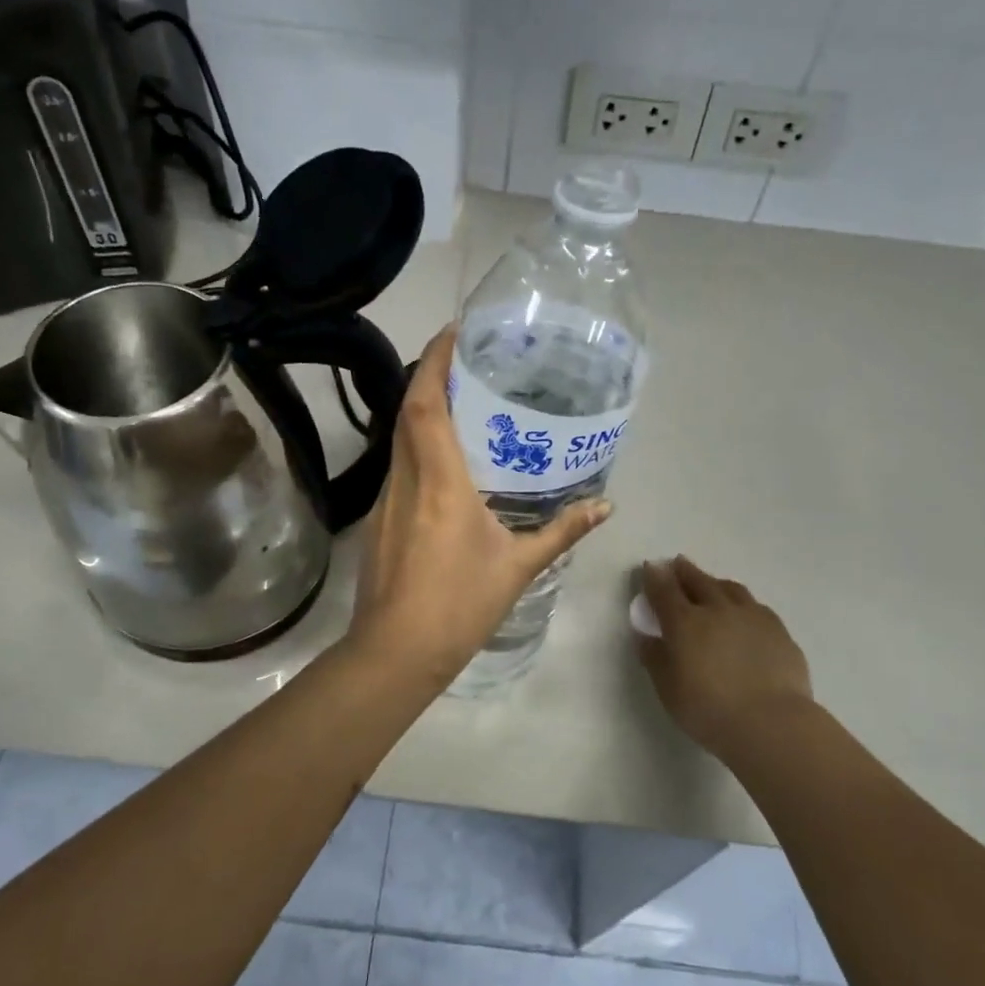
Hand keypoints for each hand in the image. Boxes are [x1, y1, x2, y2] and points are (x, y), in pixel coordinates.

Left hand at [347, 326, 610, 686]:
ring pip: (399, 439)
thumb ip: (561, 532)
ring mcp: (386, 500)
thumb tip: (605, 507)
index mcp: (440, 482)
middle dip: (430, 377)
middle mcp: (406, 480)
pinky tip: (445, 462)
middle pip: (407, 412)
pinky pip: (399, 466)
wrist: (395, 653)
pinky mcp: (379, 520)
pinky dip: (418, 447)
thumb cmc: (458, 606)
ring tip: (462, 403)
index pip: (424, 404)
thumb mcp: (517, 567)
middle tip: (468, 363)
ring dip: (422, 411)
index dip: (435, 362)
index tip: (455, 332)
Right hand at [635, 557, 814, 758]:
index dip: (654, 577)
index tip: (650, 566)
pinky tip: (744, 612)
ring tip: (711, 583)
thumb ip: (655, 658)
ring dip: (715, 582)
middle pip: (698, 581)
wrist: (771, 722)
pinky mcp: (778, 630)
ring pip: (731, 588)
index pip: (664, 591)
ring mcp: (752, 617)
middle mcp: (718, 610)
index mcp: (685, 622)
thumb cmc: (708, 708)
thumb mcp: (668, 689)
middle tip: (677, 563)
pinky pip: (755, 607)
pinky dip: (742, 603)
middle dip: (684, 571)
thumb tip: (647, 636)